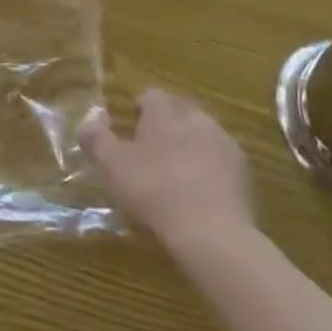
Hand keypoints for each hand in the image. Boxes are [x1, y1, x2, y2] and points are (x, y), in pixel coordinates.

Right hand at [78, 88, 252, 248]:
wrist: (213, 233)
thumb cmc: (155, 192)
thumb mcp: (113, 167)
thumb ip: (96, 138)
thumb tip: (88, 119)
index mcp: (164, 110)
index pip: (149, 96)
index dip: (137, 114)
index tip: (130, 139)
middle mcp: (195, 115)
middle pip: (176, 112)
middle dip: (164, 129)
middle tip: (150, 160)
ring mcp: (223, 140)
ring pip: (200, 134)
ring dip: (188, 148)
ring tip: (176, 180)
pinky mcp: (242, 168)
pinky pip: (219, 160)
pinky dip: (209, 170)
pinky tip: (200, 196)